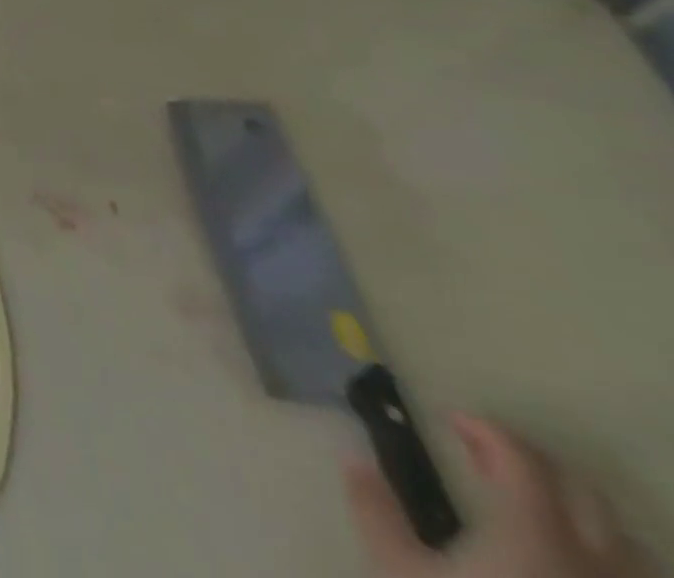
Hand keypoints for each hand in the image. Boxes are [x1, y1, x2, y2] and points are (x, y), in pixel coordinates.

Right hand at [345, 414, 649, 577]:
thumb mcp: (399, 572)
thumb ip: (376, 512)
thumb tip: (355, 460)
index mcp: (532, 534)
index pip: (521, 459)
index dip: (488, 431)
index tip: (453, 422)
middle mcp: (592, 564)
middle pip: (585, 495)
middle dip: (539, 464)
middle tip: (492, 456)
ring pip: (630, 547)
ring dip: (585, 515)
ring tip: (542, 510)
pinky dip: (611, 562)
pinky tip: (576, 564)